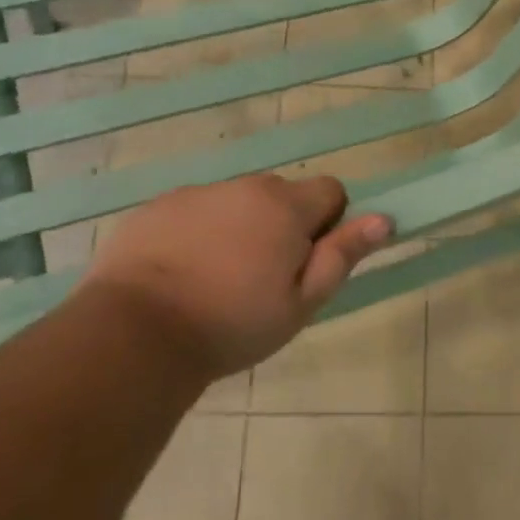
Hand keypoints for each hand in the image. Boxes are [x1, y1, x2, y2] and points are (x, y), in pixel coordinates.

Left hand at [82, 174, 390, 381]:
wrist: (135, 333)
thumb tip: (384, 219)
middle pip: (281, 195)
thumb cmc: (232, 323)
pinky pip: (194, 211)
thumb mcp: (300, 303)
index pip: (330, 190)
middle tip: (261, 278)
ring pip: (236, 203)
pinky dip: (197, 233)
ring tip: (216, 280)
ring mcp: (197, 193)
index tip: (303, 262)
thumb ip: (342, 256)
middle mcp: (245, 186)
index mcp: (285, 206)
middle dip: (281, 225)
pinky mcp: (156, 207)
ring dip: (239, 228)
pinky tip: (179, 274)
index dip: (326, 225)